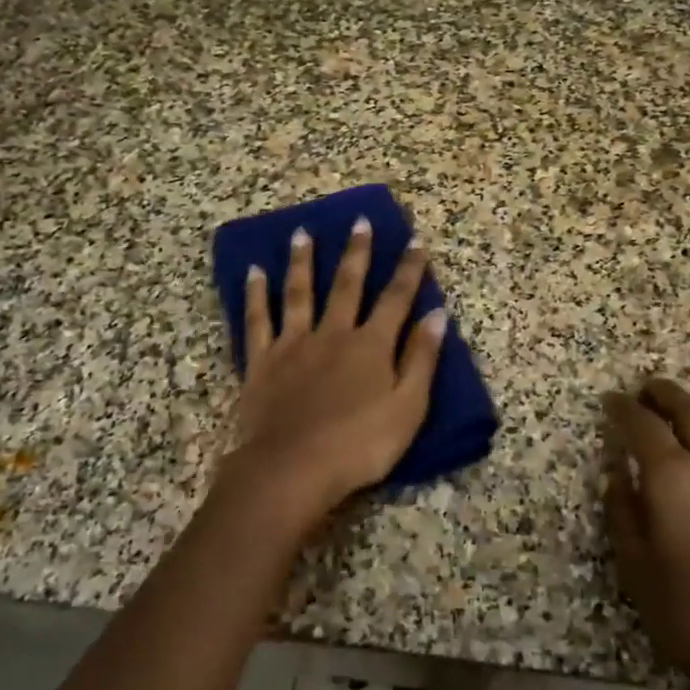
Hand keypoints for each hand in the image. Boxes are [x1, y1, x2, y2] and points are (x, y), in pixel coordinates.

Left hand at [223, 218, 448, 524]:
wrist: (293, 468)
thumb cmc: (360, 445)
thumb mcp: (408, 408)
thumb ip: (422, 359)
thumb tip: (436, 314)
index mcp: (371, 346)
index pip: (396, 299)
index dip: (409, 270)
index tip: (416, 241)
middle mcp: (333, 334)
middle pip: (347, 285)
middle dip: (357, 252)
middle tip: (359, 221)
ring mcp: (293, 345)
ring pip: (299, 293)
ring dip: (302, 261)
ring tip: (302, 233)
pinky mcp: (261, 362)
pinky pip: (257, 320)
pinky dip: (255, 295)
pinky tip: (253, 272)